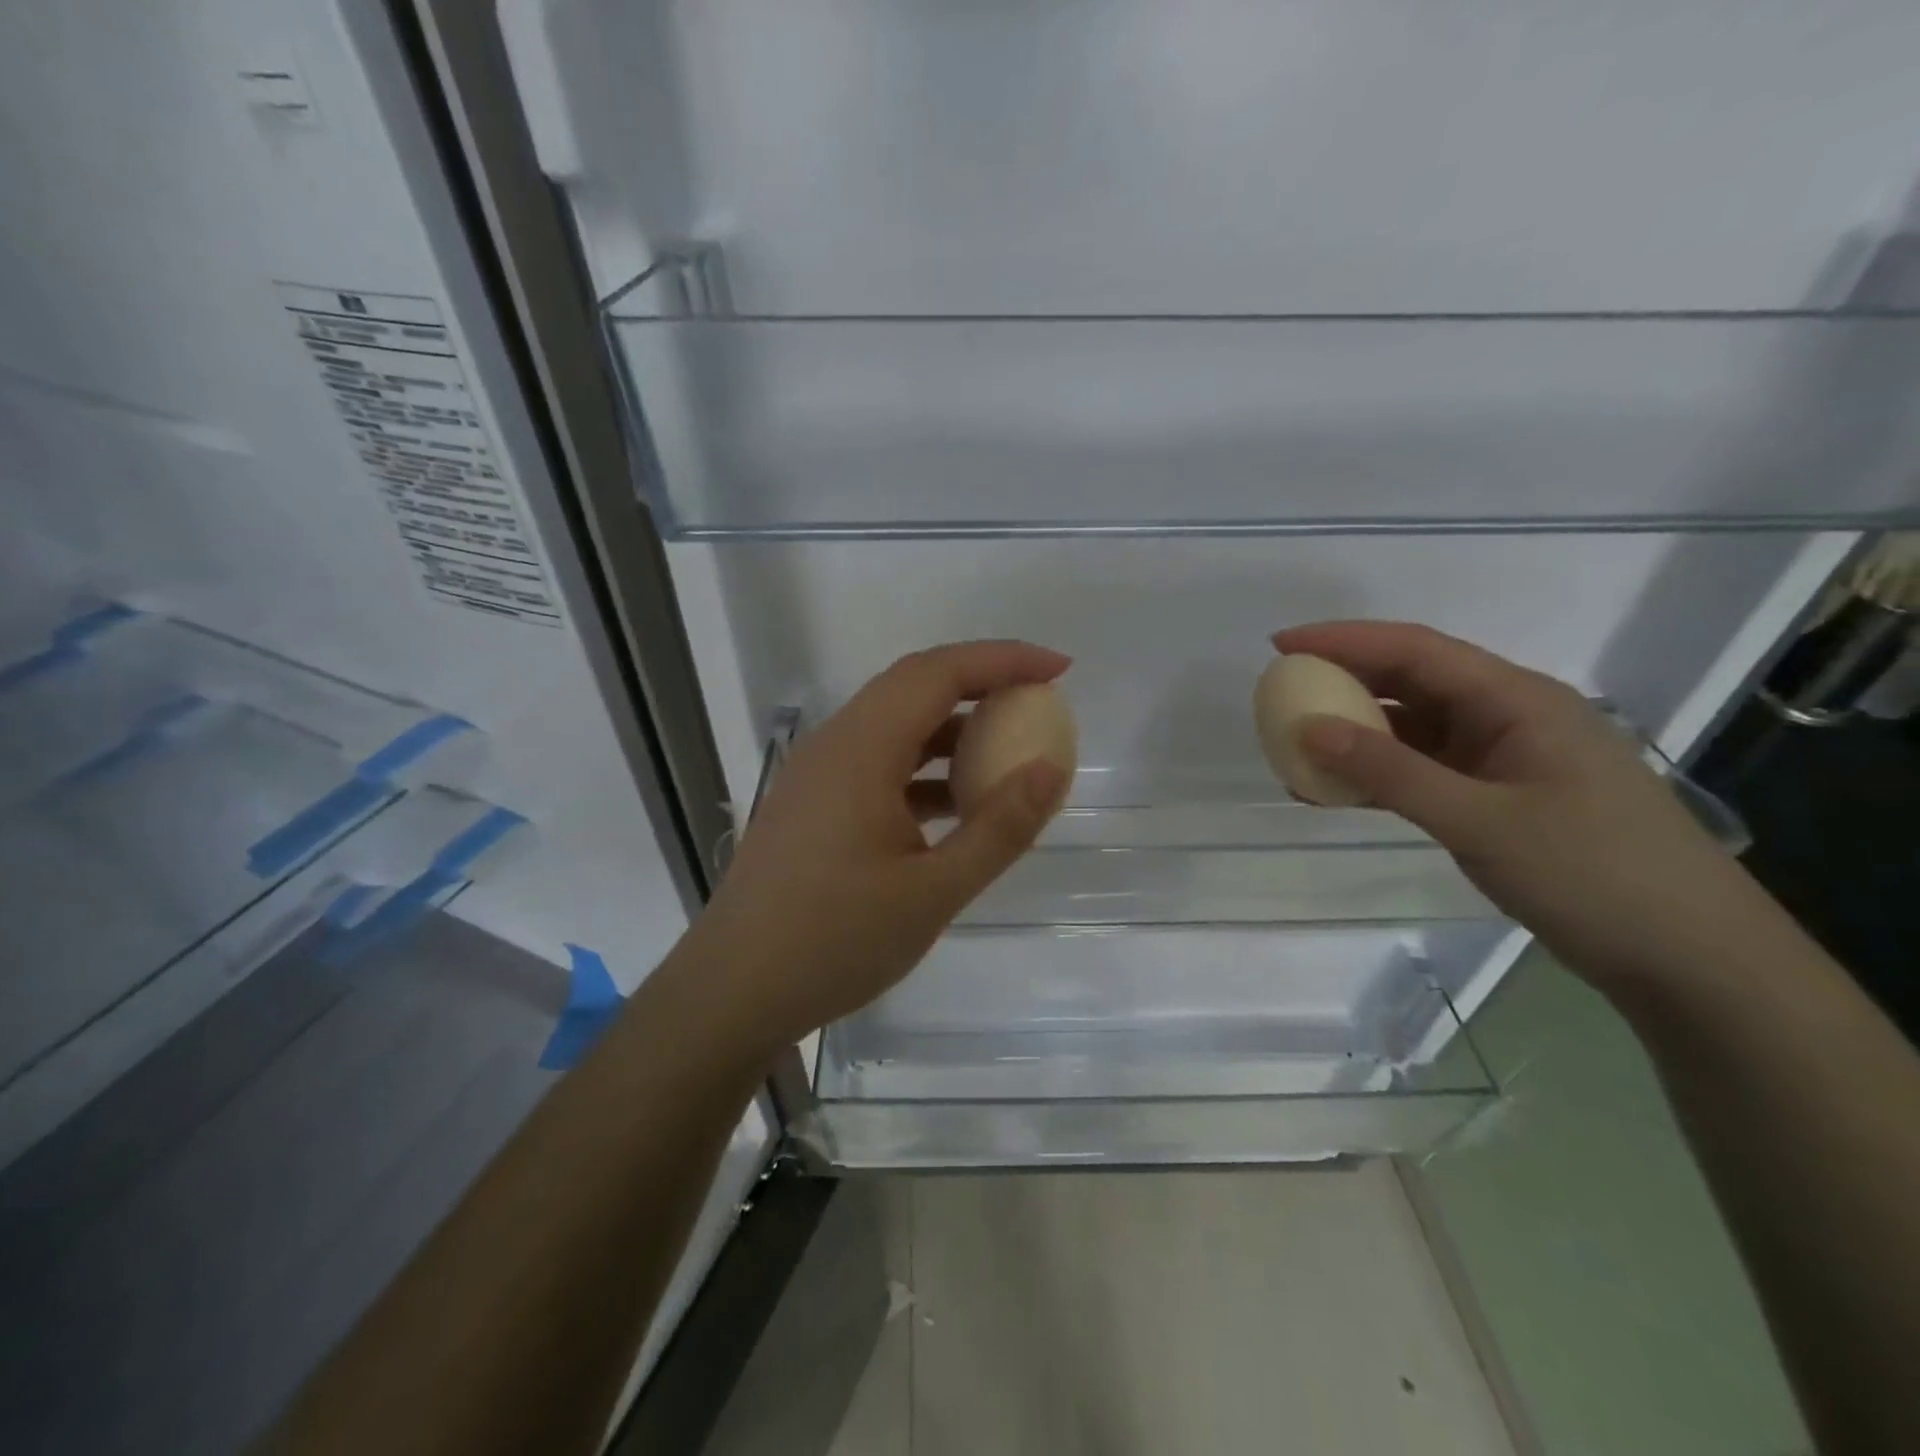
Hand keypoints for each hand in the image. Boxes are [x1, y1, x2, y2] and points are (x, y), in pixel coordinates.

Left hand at [693, 641, 1071, 1050]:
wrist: (734, 992)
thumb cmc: (834, 942)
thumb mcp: (933, 892)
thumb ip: (998, 828)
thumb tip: (1052, 769)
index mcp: (860, 749)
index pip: (938, 673)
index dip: (1003, 659)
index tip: (1058, 669)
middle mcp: (834, 744)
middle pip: (914, 685)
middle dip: (981, 682)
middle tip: (1038, 701)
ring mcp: (818, 773)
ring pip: (895, 724)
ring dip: (952, 728)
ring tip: (1007, 752)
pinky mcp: (814, 803)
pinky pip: (878, 761)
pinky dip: (925, 767)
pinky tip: (955, 805)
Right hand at [1274, 621, 1771, 987]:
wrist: (1688, 957)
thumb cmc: (1592, 873)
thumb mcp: (1479, 820)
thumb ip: (1390, 771)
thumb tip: (1308, 729)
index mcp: (1517, 699)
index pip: (1415, 649)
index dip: (1343, 640)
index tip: (1281, 646)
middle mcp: (1509, 716)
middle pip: (1413, 679)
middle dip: (1344, 680)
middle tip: (1282, 692)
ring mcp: (1505, 758)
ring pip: (1415, 727)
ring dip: (1357, 732)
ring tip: (1297, 745)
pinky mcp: (1500, 796)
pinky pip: (1424, 770)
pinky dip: (1379, 774)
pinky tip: (1337, 791)